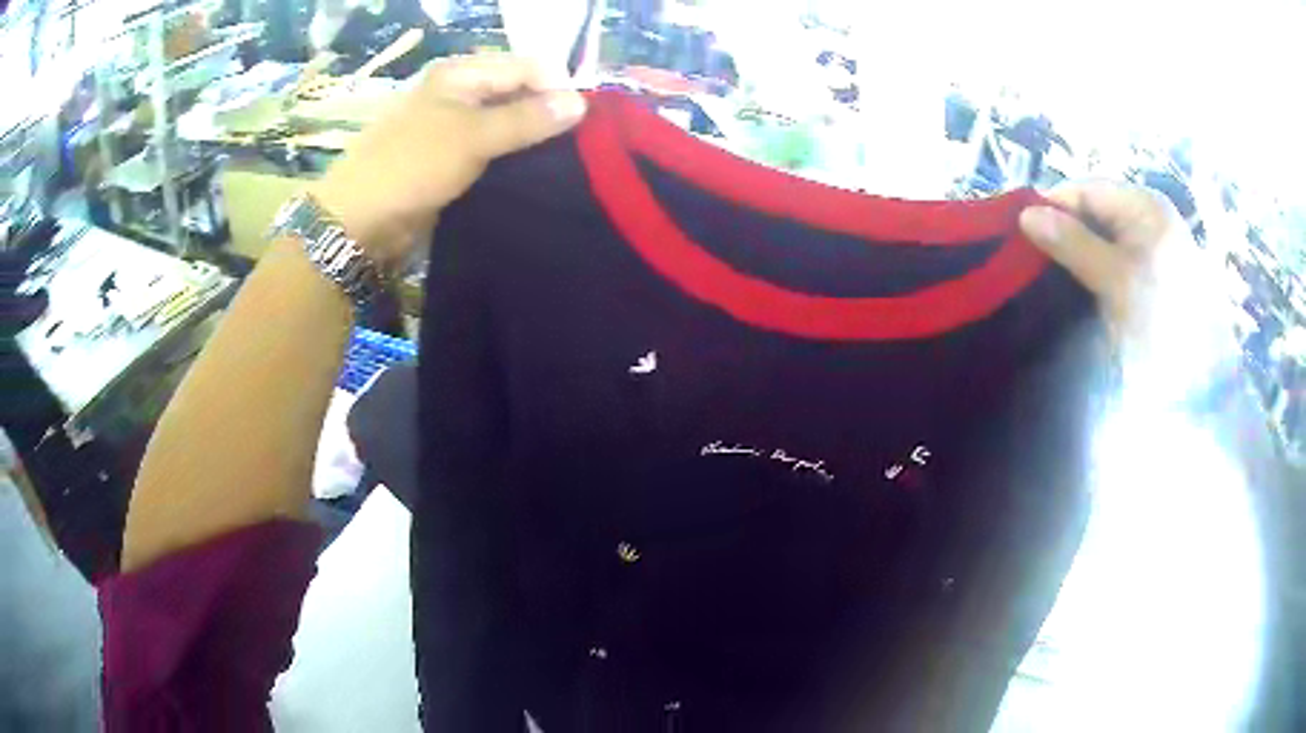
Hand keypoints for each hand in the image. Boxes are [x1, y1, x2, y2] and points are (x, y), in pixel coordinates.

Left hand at [309, 54, 586, 266]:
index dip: (558, 88)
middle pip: (518, 92)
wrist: (359, 220)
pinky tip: (531, 174)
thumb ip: (527, 118)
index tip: (584, 123)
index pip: (527, 67)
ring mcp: (452, 126)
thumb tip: (581, 103)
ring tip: (560, 163)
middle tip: (576, 146)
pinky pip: (491, 149)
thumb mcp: (473, 137)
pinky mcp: (449, 157)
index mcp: (462, 74)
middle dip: (547, 113)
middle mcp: (459, 92)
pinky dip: (512, 157)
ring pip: (506, 122)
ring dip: (531, 139)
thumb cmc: (412, 166)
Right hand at [1019, 182, 1235, 399]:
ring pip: (1104, 240)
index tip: (1021, 241)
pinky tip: (1084, 295)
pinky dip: (1097, 273)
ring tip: (1056, 284)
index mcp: (1144, 205)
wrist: (1202, 386)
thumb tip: (1026, 215)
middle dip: (1066, 235)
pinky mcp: (1155, 277)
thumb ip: (1072, 243)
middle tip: (1036, 268)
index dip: (1052, 209)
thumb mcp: (1115, 280)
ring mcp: (1155, 248)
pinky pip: (1117, 262)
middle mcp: (1149, 217)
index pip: (1085, 190)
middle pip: (1095, 213)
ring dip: (1080, 257)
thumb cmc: (1161, 324)